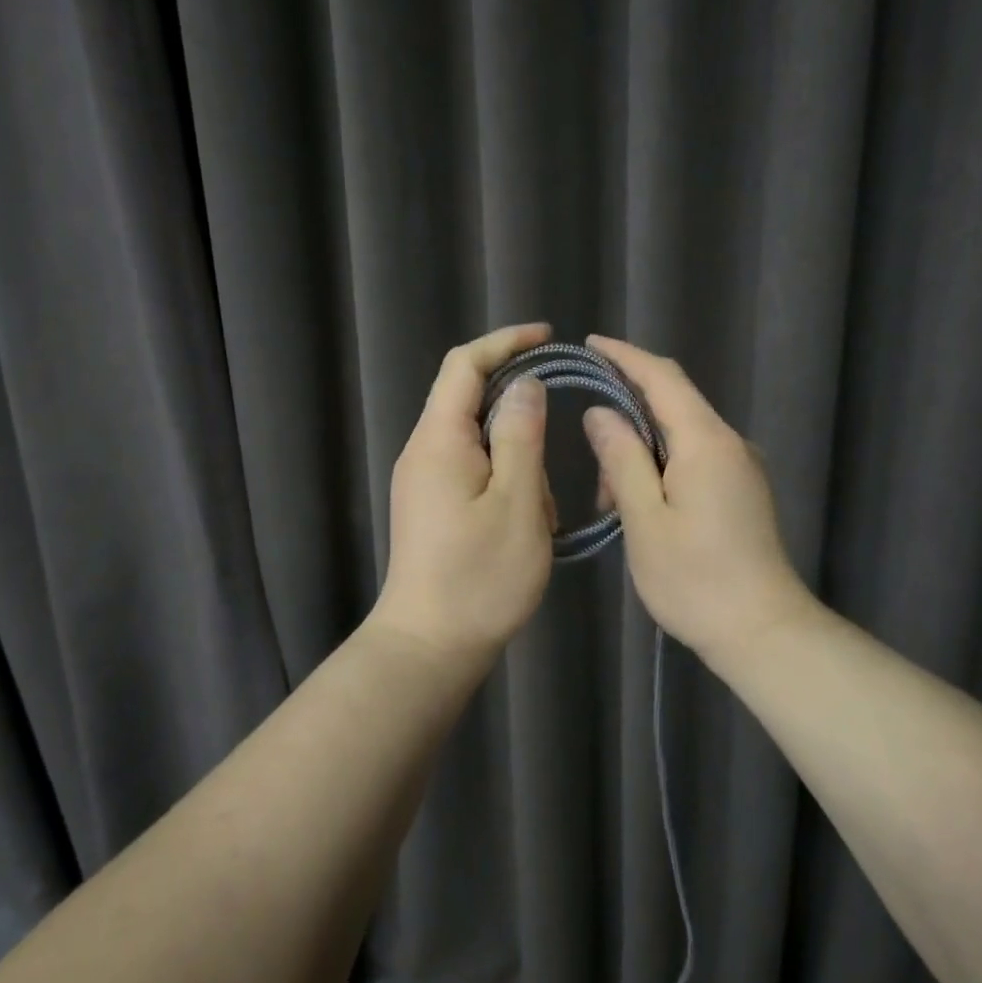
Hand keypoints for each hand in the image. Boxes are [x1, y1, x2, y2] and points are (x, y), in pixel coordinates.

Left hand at [371, 323, 558, 667]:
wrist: (430, 647)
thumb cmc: (480, 576)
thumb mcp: (517, 501)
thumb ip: (520, 434)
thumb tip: (525, 384)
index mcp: (439, 439)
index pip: (464, 365)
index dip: (504, 341)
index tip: (547, 335)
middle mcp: (423, 451)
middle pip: (469, 400)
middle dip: (519, 409)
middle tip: (558, 437)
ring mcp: (424, 481)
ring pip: (478, 441)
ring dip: (517, 458)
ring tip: (543, 508)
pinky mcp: (432, 507)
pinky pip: (474, 472)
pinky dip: (507, 482)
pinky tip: (528, 520)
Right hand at [582, 335, 815, 667]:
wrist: (762, 630)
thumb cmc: (695, 579)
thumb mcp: (644, 519)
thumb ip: (622, 459)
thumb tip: (601, 413)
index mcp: (706, 442)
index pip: (663, 377)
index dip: (625, 356)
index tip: (590, 343)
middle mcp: (730, 443)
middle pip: (673, 405)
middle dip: (627, 422)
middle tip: (595, 471)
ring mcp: (741, 467)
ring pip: (681, 438)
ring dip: (641, 455)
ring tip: (613, 505)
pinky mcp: (743, 491)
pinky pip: (695, 460)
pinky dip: (661, 470)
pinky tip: (642, 508)